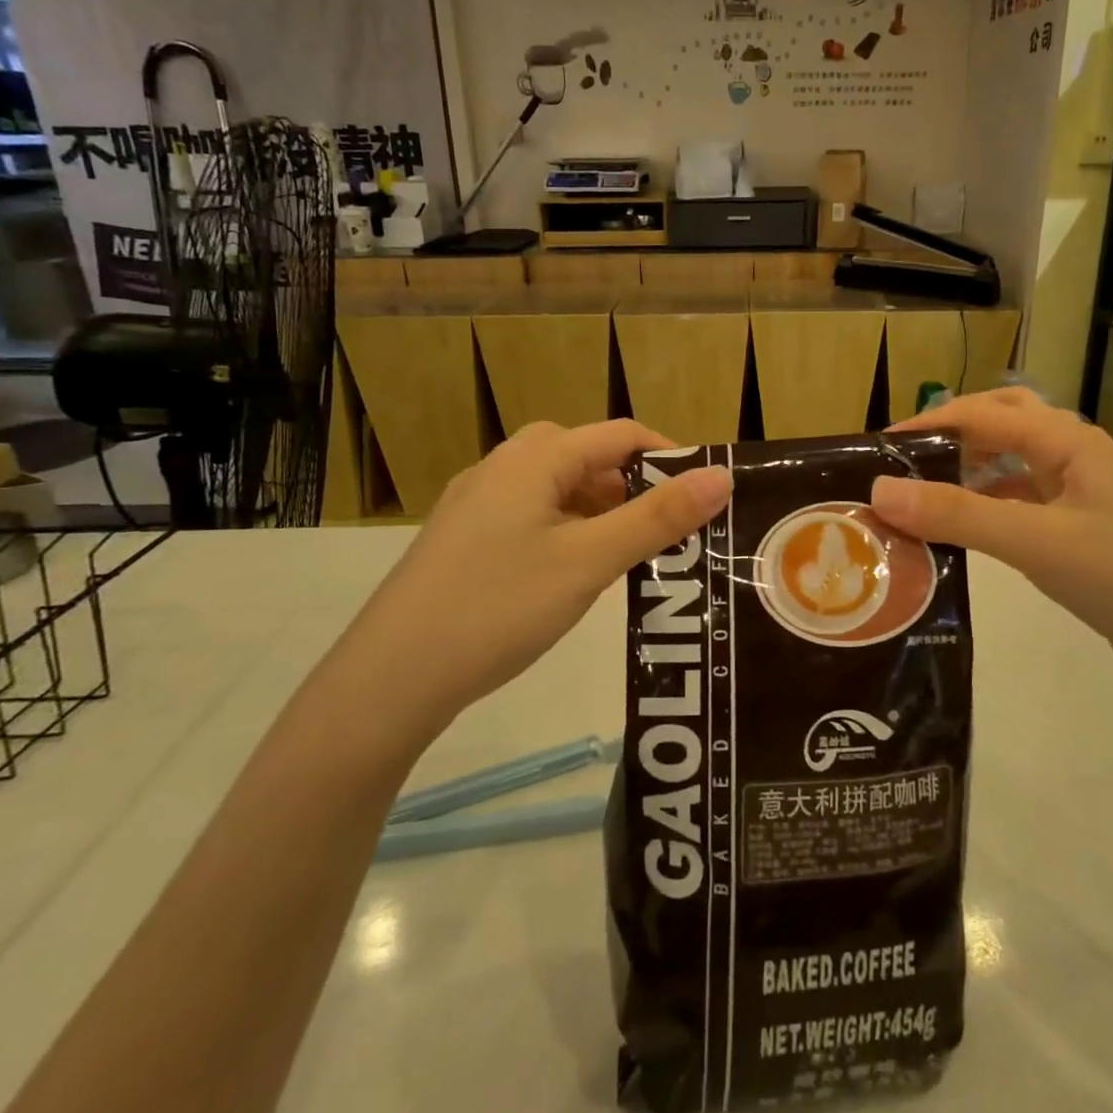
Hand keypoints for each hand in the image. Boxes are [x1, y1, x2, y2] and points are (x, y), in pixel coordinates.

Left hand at [335, 421, 731, 744]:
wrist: (390, 679)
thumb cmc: (499, 607)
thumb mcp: (589, 561)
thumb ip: (658, 517)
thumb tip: (722, 475)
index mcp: (534, 459)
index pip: (619, 433)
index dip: (668, 455)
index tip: (704, 494)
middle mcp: (501, 468)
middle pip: (585, 456)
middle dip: (633, 484)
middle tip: (667, 527)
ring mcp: (476, 505)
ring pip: (555, 489)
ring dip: (599, 509)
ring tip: (629, 553)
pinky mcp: (463, 541)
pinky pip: (530, 517)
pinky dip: (566, 530)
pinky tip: (573, 572)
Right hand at [868, 388, 1112, 704]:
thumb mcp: (1036, 542)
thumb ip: (957, 514)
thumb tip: (878, 490)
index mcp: (1068, 441)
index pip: (983, 413)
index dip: (929, 423)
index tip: (878, 448)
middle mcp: (1074, 457)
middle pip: (1001, 423)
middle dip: (951, 434)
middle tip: (904, 461)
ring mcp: (1080, 496)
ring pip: (1011, 465)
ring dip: (967, 471)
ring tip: (921, 495)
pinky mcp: (1080, 532)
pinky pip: (1021, 504)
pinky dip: (986, 508)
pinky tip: (963, 533)